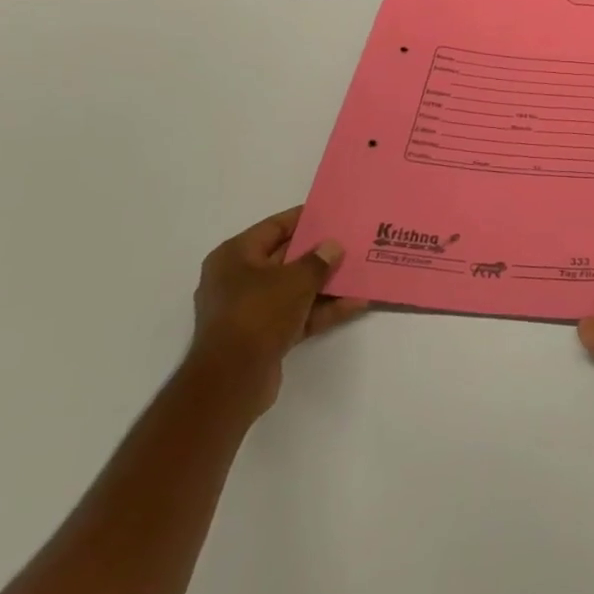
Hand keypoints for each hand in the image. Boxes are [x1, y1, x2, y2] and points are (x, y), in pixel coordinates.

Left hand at [190, 206, 365, 413]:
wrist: (232, 380)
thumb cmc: (258, 314)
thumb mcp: (294, 280)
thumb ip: (318, 260)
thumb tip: (332, 246)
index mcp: (235, 257)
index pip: (274, 228)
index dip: (304, 219)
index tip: (333, 213)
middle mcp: (238, 280)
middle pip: (286, 258)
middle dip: (319, 253)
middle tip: (352, 241)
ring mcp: (251, 309)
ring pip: (295, 288)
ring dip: (326, 283)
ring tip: (360, 272)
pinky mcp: (264, 335)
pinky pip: (298, 314)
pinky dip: (323, 309)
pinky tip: (356, 304)